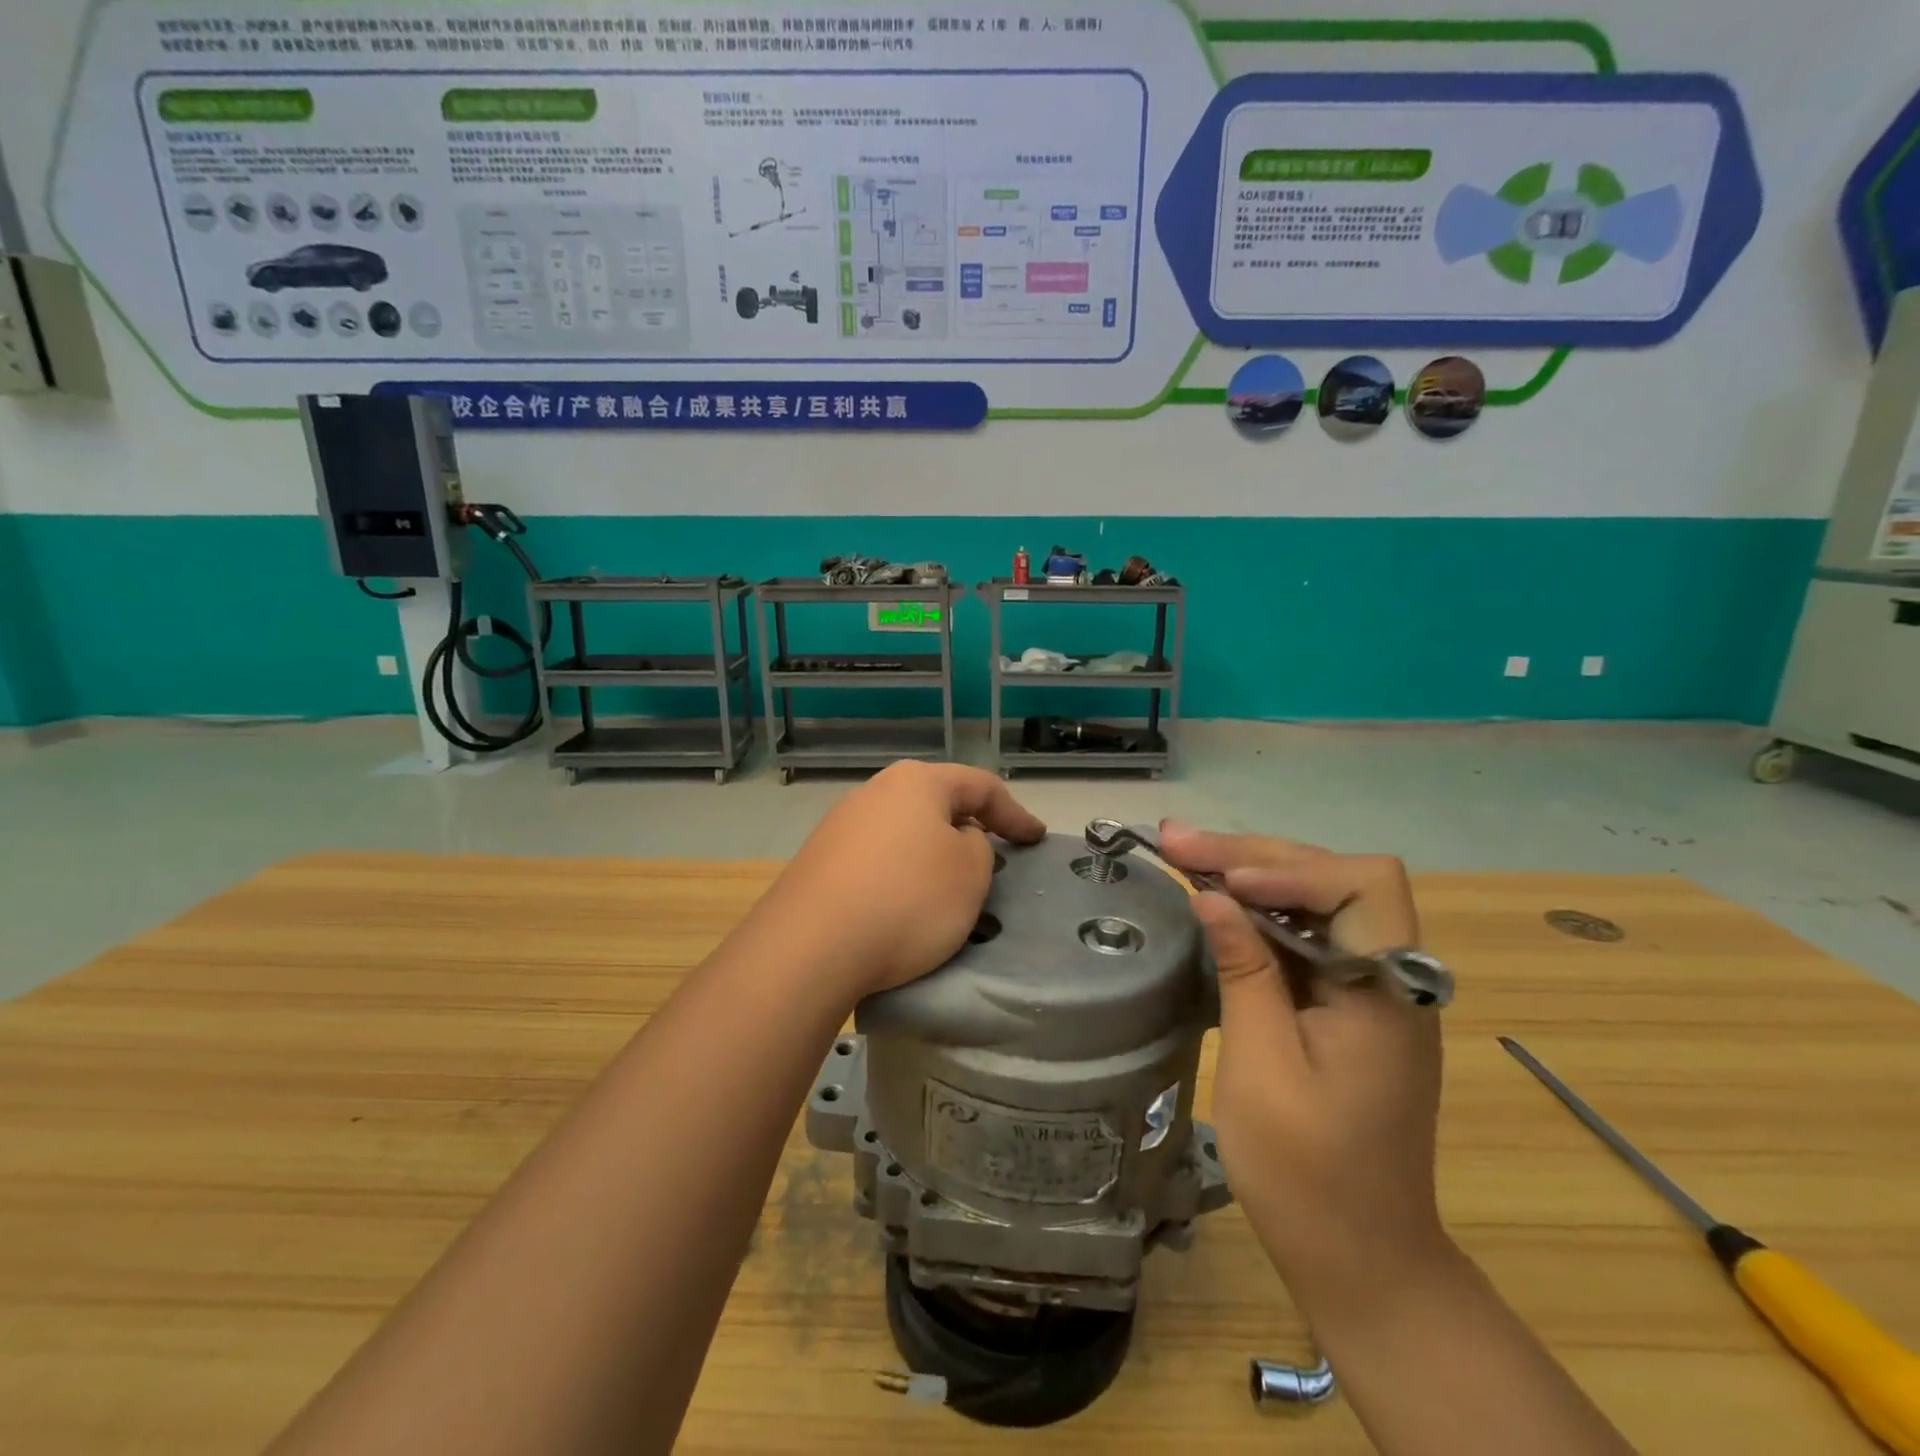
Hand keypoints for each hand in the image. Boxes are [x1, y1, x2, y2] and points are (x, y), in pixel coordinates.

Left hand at [758, 762, 1046, 999]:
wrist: (811, 946)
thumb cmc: (908, 900)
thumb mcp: (970, 872)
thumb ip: (978, 845)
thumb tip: (955, 839)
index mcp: (917, 782)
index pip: (980, 787)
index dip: (1015, 813)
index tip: (1036, 839)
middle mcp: (875, 792)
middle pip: (936, 804)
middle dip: (968, 827)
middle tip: (993, 855)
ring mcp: (841, 826)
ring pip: (904, 833)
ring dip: (931, 854)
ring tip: (948, 886)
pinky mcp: (819, 862)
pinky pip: (876, 861)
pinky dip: (900, 876)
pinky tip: (901, 906)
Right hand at [1155, 824, 1448, 1313]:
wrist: (1361, 1259)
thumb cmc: (1308, 1174)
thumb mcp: (1262, 1068)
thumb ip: (1245, 971)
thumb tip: (1212, 895)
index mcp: (1387, 991)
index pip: (1365, 884)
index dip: (1294, 867)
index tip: (1227, 881)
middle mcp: (1389, 975)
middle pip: (1332, 878)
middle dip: (1252, 854)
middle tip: (1175, 840)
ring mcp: (1368, 987)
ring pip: (1314, 898)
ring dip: (1249, 872)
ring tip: (1181, 855)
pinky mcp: (1344, 1003)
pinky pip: (1302, 933)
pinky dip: (1255, 911)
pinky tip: (1212, 901)